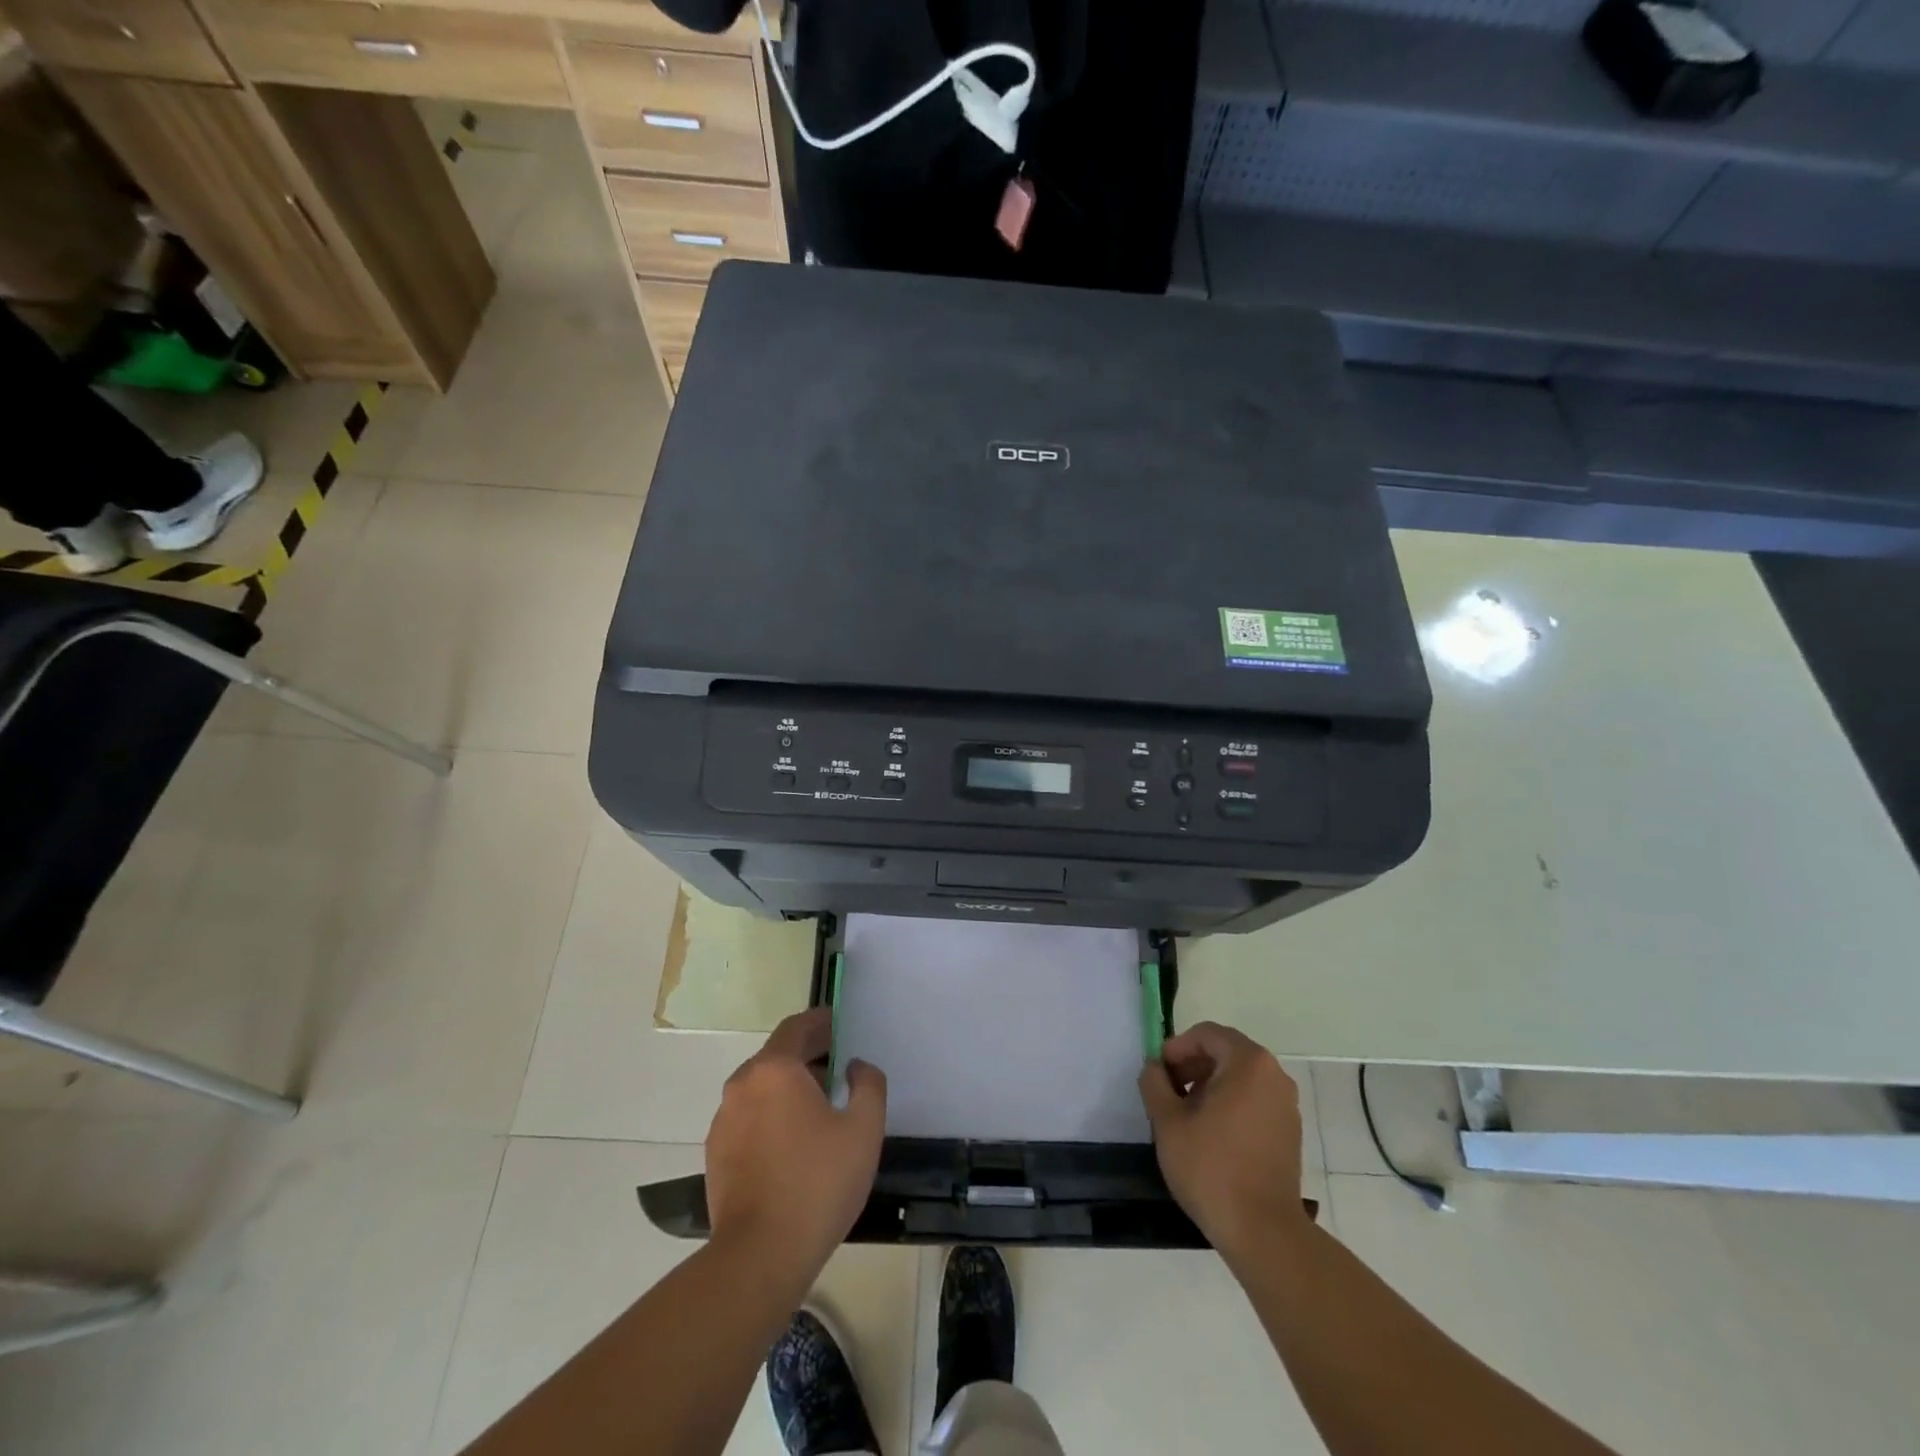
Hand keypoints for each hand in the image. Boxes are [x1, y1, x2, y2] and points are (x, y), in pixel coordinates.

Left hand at [705, 1008, 885, 1281]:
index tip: (840, 1026)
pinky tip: (792, 1142)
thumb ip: (868, 1084)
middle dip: (808, 1055)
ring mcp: (723, 1120)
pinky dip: (770, 1114)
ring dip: (788, 1087)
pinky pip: (748, 1117)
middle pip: (777, 1056)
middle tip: (838, 1067)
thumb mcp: (864, 1129)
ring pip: (761, 1087)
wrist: (760, 1256)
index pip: (797, 1027)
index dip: (821, 1022)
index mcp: (775, 1069)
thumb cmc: (818, 1183)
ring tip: (819, 1107)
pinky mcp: (716, 1153)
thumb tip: (855, 1067)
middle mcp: (742, 1084)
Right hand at [1139, 1021, 1310, 1264]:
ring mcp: (1286, 1105)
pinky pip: (1254, 1100)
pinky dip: (1230, 1104)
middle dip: (1192, 1065)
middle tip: (1167, 1091)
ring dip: (1209, 1085)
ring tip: (1185, 1115)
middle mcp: (1274, 1076)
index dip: (1177, 1047)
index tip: (1158, 1073)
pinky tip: (1210, 1134)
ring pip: (1240, 1078)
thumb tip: (1154, 1068)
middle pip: (1225, 1052)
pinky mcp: (1289, 1132)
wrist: (1263, 1232)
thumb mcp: (1167, 1121)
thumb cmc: (1211, 1168)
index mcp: (1248, 1063)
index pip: (1207, 1034)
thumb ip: (1154, 1083)